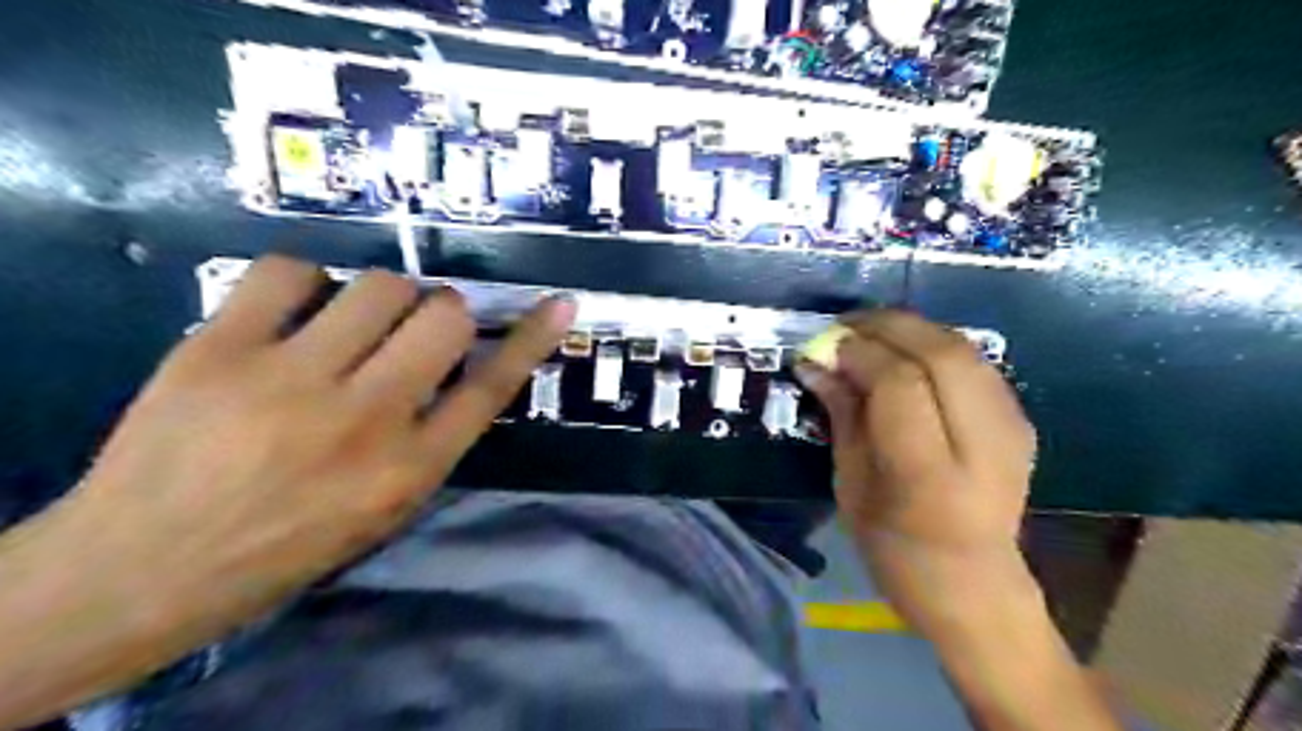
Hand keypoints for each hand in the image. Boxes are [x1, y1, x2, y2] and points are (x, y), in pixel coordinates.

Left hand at [71, 256, 572, 632]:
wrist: (143, 568)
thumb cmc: (288, 543)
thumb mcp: (388, 506)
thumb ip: (435, 436)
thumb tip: (464, 363)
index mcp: (409, 467)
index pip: (491, 387)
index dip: (530, 339)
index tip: (559, 304)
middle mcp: (364, 419)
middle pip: (444, 318)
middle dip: (442, 314)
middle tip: (412, 330)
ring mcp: (289, 379)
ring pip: (380, 285)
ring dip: (383, 297)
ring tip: (351, 323)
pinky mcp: (218, 349)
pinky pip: (291, 271)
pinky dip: (306, 281)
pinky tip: (295, 310)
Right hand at [794, 308, 1039, 626]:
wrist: (974, 585)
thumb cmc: (894, 549)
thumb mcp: (851, 485)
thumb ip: (842, 415)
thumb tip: (815, 361)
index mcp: (930, 476)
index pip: (901, 384)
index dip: (861, 353)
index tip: (827, 346)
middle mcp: (982, 445)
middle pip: (942, 353)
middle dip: (889, 326)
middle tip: (846, 326)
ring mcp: (1012, 430)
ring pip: (964, 348)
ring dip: (912, 329)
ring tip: (871, 333)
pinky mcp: (1021, 421)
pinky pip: (975, 362)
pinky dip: (935, 345)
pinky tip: (906, 353)